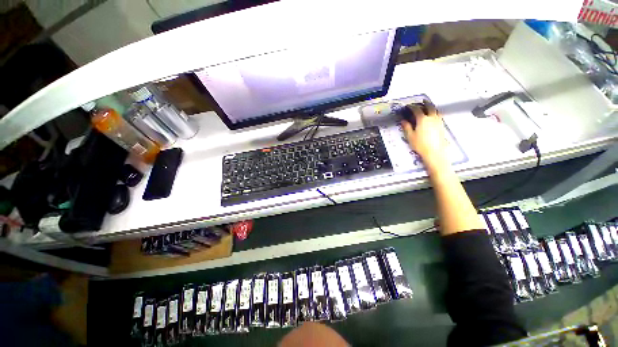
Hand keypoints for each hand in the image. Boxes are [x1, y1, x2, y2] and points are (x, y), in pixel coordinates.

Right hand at [401, 101, 447, 167]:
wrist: (435, 151)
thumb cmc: (420, 144)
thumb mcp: (410, 136)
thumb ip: (407, 127)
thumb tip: (403, 120)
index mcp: (422, 119)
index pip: (417, 109)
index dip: (412, 106)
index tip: (408, 106)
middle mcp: (431, 117)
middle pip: (429, 107)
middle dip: (425, 103)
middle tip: (422, 101)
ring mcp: (438, 121)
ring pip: (435, 110)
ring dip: (431, 107)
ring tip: (428, 107)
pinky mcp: (442, 125)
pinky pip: (438, 115)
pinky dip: (434, 112)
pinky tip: (433, 116)